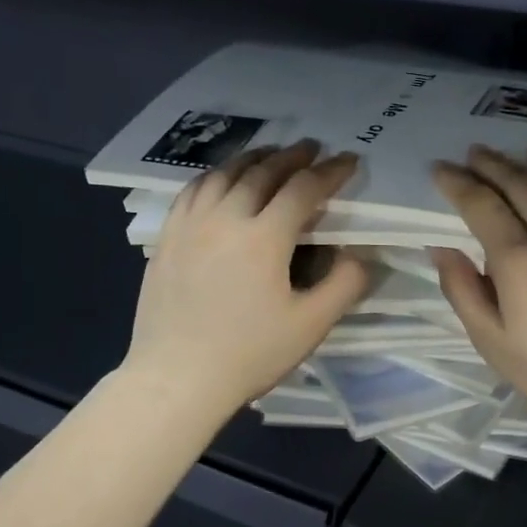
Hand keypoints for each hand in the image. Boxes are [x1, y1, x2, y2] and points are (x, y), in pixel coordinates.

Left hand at [124, 140, 369, 417]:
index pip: (303, 189)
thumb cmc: (249, 354)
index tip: (348, 162)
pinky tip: (221, 182)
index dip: (330, 172)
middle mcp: (225, 218)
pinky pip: (192, 191)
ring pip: (223, 175)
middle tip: (311, 149)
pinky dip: (215, 176)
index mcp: (264, 237)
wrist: (177, 377)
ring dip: (252, 159)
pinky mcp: (166, 239)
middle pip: (262, 172)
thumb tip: (359, 255)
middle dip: (292, 156)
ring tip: (269, 156)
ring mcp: (189, 226)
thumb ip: (344, 285)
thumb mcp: (310, 325)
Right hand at [432, 146, 526, 428]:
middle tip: (476, 153)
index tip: (441, 169)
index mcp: (519, 258)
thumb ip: (462, 290)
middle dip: (492, 164)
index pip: (481, 204)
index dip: (457, 183)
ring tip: (525, 153)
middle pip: (520, 183)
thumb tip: (441, 247)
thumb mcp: (490, 341)